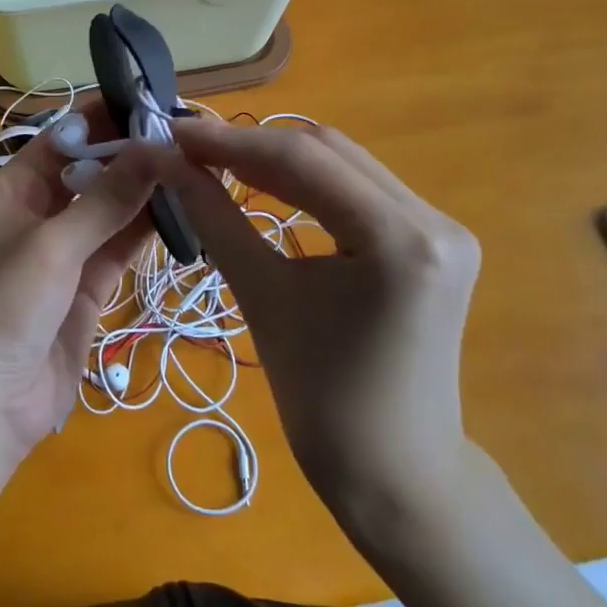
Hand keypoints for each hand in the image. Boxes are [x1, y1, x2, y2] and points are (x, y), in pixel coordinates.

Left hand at [0, 110, 157, 467]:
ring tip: (193, 167)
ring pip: (110, 210)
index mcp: (12, 192)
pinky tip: (182, 211)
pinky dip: (147, 231)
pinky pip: (120, 248)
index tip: (150, 102)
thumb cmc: (4, 308)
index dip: (102, 121)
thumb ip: (105, 199)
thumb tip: (154, 147)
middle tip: (186, 136)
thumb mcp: (53, 246)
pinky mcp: (87, 286)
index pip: (61, 141)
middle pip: (90, 173)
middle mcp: (37, 214)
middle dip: (132, 156)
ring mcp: (65, 252)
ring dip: (145, 192)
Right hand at [141, 121, 481, 518]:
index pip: (303, 161)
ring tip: (215, 163)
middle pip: (328, 152)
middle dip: (252, 146)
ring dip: (278, 161)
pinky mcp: (432, 240)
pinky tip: (265, 187)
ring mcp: (440, 228)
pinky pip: (358, 190)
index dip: (229, 141)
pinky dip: (306, 184)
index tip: (172, 132)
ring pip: (343, 165)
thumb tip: (167, 163)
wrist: (396, 474)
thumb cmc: (323, 402)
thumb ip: (215, 218)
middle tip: (188, 150)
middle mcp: (432, 219)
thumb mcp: (263, 297)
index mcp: (400, 239)